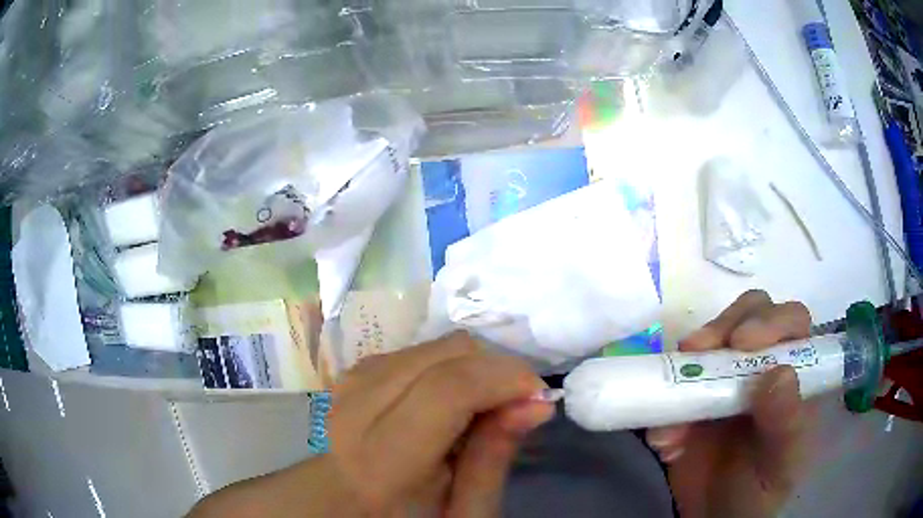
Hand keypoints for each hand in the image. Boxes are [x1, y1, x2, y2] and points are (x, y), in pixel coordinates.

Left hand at [329, 332, 553, 515]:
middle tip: (514, 403)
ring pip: (429, 347)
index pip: (446, 390)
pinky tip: (447, 401)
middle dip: (492, 369)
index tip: (538, 393)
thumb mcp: (464, 511)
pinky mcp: (348, 376)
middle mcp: (352, 411)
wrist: (347, 506)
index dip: (502, 379)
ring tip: (480, 407)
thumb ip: (494, 457)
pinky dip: (443, 367)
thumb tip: (536, 401)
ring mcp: (345, 386)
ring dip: (468, 367)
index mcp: (379, 462)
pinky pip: (410, 352)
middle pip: (440, 355)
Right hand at [646, 290, 814, 517]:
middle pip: (749, 314)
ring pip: (709, 343)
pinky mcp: (692, 396)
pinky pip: (673, 382)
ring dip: (685, 370)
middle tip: (697, 351)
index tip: (741, 343)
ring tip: (675, 423)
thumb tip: (779, 373)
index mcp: (794, 375)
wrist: (713, 517)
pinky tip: (666, 443)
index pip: (791, 321)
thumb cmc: (759, 491)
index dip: (769, 320)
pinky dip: (663, 406)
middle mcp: (762, 366)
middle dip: (723, 326)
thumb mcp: (779, 464)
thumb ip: (784, 423)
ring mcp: (725, 379)